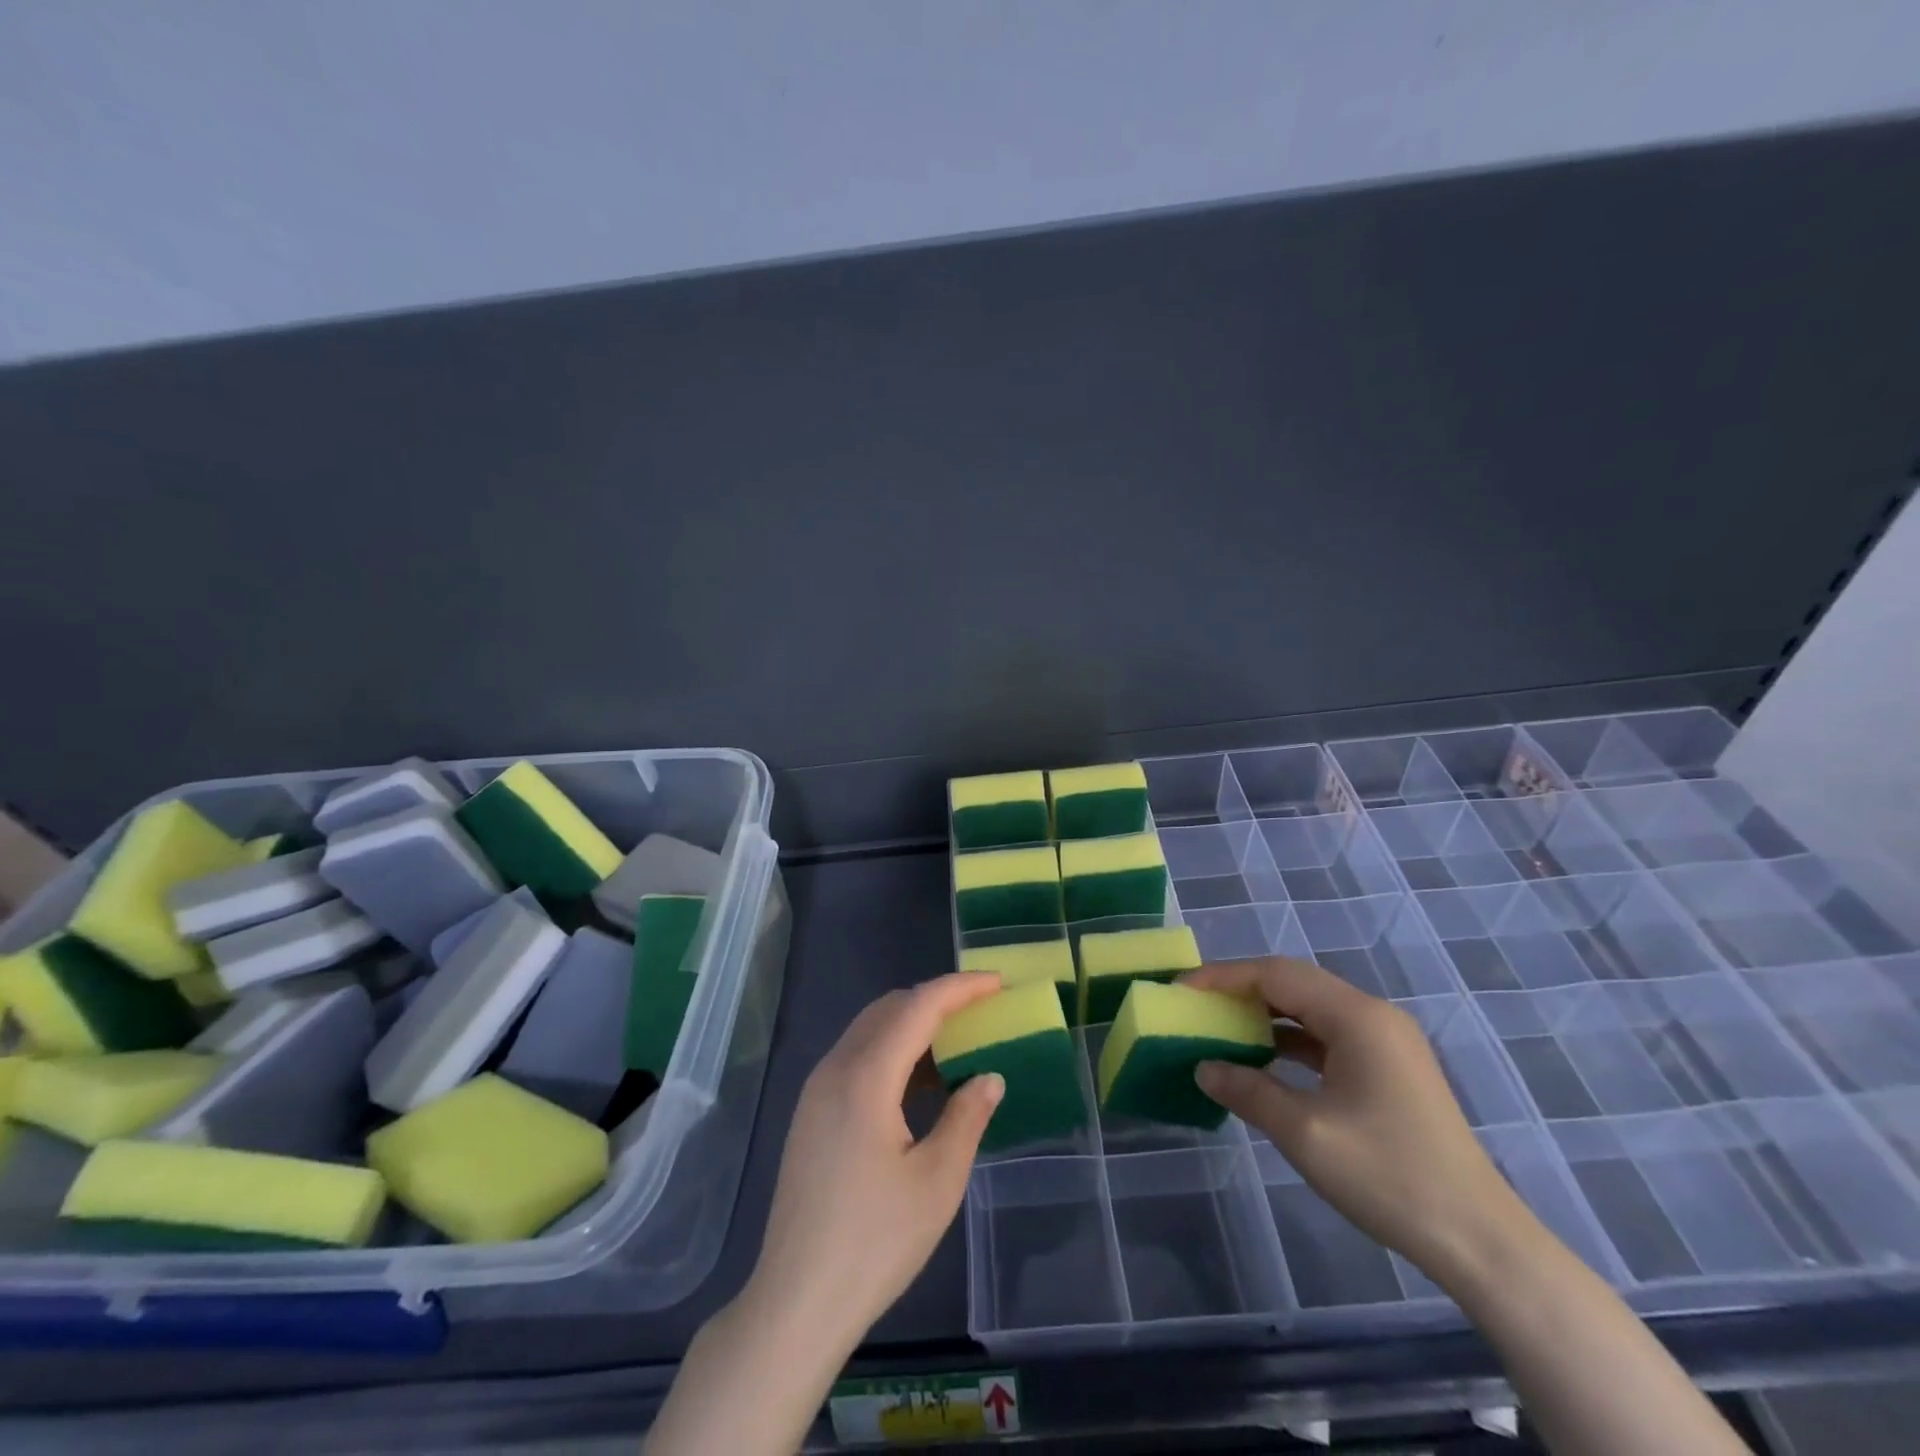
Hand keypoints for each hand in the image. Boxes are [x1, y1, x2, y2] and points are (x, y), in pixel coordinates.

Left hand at [745, 972, 1005, 1354]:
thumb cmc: (874, 1242)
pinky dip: (892, 1050)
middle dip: (937, 1000)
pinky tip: (918, 1084)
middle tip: (982, 1013)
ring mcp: (816, 1089)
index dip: (960, 987)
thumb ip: (967, 1117)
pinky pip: (857, 1056)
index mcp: (866, 1077)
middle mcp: (835, 1068)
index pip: (918, 1006)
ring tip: (957, 1047)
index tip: (997, 982)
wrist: (796, 1301)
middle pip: (890, 1008)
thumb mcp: (936, 1181)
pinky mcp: (810, 1111)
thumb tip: (990, 1076)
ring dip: (914, 1025)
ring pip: (871, 1029)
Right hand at [1186, 956, 1530, 1279]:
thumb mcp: (1305, 1132)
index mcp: (1357, 1017)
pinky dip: (1290, 1040)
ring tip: (1221, 1026)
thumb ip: (1248, 1090)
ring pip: (1311, 1009)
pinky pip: (1328, 1036)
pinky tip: (1264, 1059)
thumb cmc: (1388, 1175)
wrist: (1479, 1240)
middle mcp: (1373, 1015)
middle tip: (1196, 1003)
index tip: (1181, 989)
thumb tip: (1204, 1067)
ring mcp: (1386, 1042)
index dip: (1223, 977)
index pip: (1276, 974)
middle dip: (1241, 989)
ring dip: (1265, 1014)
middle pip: (1294, 983)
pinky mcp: (1390, 1068)